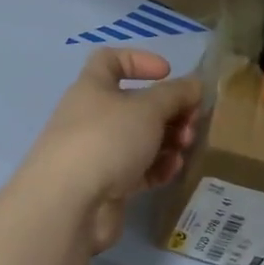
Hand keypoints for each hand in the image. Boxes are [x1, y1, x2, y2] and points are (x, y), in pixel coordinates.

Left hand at [14, 49, 202, 255]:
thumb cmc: (106, 139)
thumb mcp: (147, 109)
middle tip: (191, 121)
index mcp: (92, 87)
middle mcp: (91, 116)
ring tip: (185, 147)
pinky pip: (137, 169)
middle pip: (134, 104)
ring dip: (167, 139)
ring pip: (139, 138)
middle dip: (168, 110)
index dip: (139, 60)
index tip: (167, 72)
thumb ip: (175, 94)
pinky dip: (157, 167)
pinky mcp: (106, 185)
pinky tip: (173, 170)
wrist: (70, 204)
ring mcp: (97, 152)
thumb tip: (193, 85)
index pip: (109, 60)